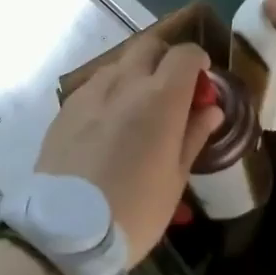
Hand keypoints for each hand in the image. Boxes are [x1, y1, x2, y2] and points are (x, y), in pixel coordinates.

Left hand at [35, 38, 222, 263]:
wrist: (65, 229)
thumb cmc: (134, 209)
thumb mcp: (175, 179)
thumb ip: (193, 135)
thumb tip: (210, 109)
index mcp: (161, 98)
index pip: (185, 55)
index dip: (199, 62)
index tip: (202, 83)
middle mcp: (125, 82)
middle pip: (149, 46)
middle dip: (165, 59)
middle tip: (172, 91)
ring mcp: (91, 91)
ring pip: (119, 63)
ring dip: (135, 74)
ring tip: (138, 109)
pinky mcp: (66, 107)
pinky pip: (95, 85)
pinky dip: (110, 92)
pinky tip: (109, 124)